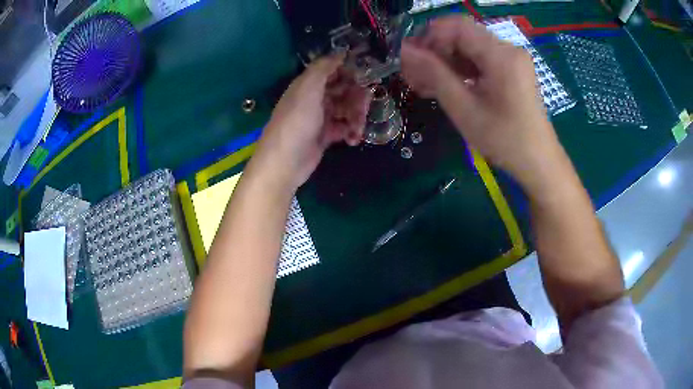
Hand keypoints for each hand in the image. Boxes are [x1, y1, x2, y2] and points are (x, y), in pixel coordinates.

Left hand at [251, 54, 370, 189]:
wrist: (285, 162)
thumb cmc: (297, 122)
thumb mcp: (308, 88)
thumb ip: (324, 67)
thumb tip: (341, 51)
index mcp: (309, 84)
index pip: (333, 70)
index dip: (350, 71)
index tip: (368, 76)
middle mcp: (315, 98)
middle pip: (344, 90)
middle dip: (357, 97)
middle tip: (364, 106)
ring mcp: (320, 117)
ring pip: (347, 109)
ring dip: (356, 117)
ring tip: (357, 129)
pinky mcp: (325, 135)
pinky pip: (344, 127)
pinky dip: (351, 132)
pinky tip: (352, 140)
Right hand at [400, 16, 560, 185]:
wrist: (538, 162)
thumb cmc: (504, 140)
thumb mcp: (464, 108)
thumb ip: (434, 74)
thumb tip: (405, 50)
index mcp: (501, 55)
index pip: (456, 26)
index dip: (428, 37)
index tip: (411, 60)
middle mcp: (508, 49)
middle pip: (461, 36)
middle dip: (434, 52)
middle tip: (412, 76)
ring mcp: (511, 59)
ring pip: (468, 48)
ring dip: (444, 62)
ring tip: (424, 85)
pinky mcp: (511, 70)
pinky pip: (480, 61)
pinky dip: (460, 70)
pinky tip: (445, 87)